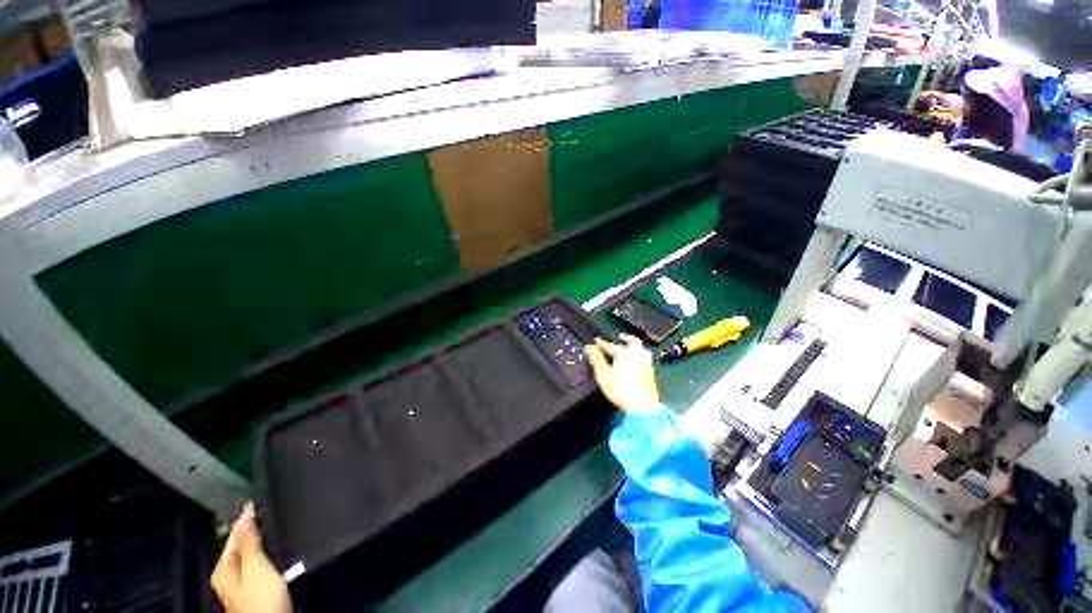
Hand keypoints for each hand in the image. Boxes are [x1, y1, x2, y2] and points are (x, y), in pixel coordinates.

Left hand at [211, 503, 291, 612]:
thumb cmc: (261, 596)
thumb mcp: (256, 568)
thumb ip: (249, 543)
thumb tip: (244, 518)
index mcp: (224, 568)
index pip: (233, 535)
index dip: (246, 517)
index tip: (259, 498)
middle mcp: (228, 574)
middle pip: (241, 545)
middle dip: (255, 528)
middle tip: (272, 507)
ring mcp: (241, 583)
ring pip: (251, 554)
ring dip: (262, 540)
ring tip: (278, 523)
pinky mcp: (256, 588)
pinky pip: (259, 562)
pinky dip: (268, 552)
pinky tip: (279, 548)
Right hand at [585, 335, 660, 411]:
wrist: (643, 406)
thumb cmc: (620, 390)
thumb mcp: (603, 375)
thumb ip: (596, 360)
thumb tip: (588, 347)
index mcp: (624, 353)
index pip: (610, 345)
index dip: (601, 343)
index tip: (596, 340)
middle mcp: (637, 354)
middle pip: (632, 341)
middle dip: (625, 338)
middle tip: (619, 337)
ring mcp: (646, 362)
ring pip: (641, 348)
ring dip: (634, 345)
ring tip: (629, 347)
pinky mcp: (651, 371)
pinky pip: (644, 356)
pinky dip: (639, 353)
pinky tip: (635, 360)